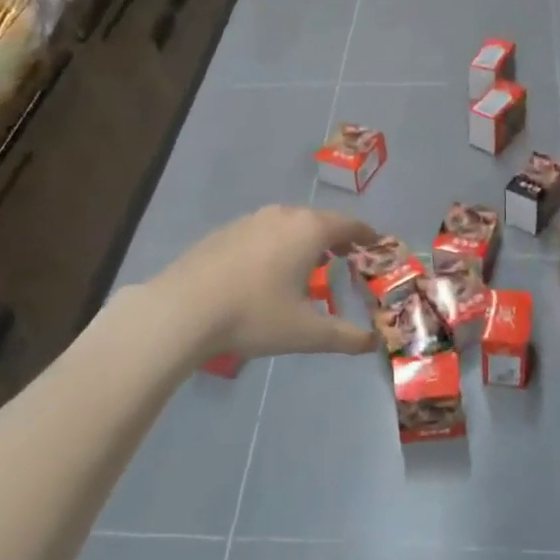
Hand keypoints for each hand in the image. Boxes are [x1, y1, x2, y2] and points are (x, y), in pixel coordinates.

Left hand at [142, 206, 378, 360]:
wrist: (182, 310)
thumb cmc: (254, 315)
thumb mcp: (306, 333)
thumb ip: (344, 337)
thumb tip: (372, 343)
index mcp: (309, 230)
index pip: (349, 225)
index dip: (366, 235)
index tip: (377, 243)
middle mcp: (282, 215)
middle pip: (318, 221)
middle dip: (335, 238)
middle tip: (346, 258)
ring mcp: (250, 220)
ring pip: (288, 224)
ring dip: (304, 241)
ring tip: (308, 266)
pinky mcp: (224, 232)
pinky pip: (263, 232)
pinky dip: (276, 245)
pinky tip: (267, 272)